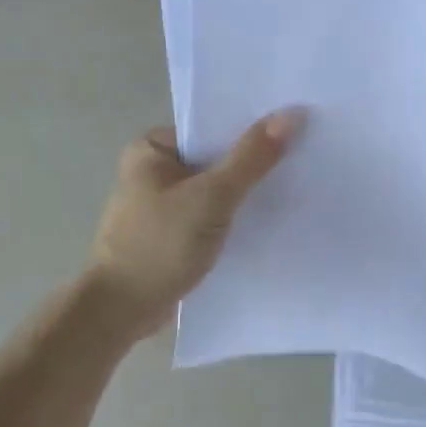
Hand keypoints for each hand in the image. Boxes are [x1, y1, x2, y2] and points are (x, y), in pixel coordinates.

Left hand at [87, 110, 304, 333]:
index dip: (252, 127)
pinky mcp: (171, 233)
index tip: (295, 127)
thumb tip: (292, 114)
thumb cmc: (160, 245)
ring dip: (245, 192)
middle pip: (215, 156)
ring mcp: (161, 204)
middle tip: (303, 155)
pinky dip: (233, 216)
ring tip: (294, 185)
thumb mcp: (212, 196)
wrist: (122, 312)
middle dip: (252, 161)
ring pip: (215, 188)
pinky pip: (210, 213)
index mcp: (152, 148)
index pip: (211, 127)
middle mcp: (153, 170)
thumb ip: (252, 157)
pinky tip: (266, 219)